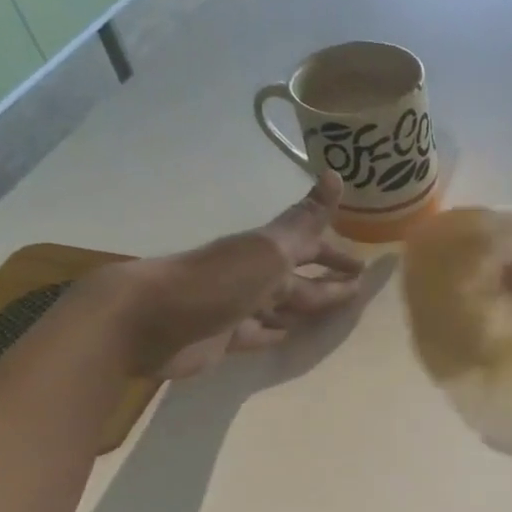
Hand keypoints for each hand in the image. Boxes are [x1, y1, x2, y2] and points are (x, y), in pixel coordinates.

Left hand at [92, 170, 364, 378]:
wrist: (147, 321)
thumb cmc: (215, 283)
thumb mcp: (267, 250)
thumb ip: (304, 221)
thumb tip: (336, 174)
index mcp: (265, 252)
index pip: (309, 246)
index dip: (335, 253)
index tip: (363, 264)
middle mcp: (253, 275)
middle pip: (299, 279)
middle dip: (327, 280)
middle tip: (358, 289)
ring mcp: (238, 307)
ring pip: (282, 306)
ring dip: (305, 308)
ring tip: (332, 314)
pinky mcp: (225, 337)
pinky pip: (260, 333)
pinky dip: (277, 332)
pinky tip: (290, 335)